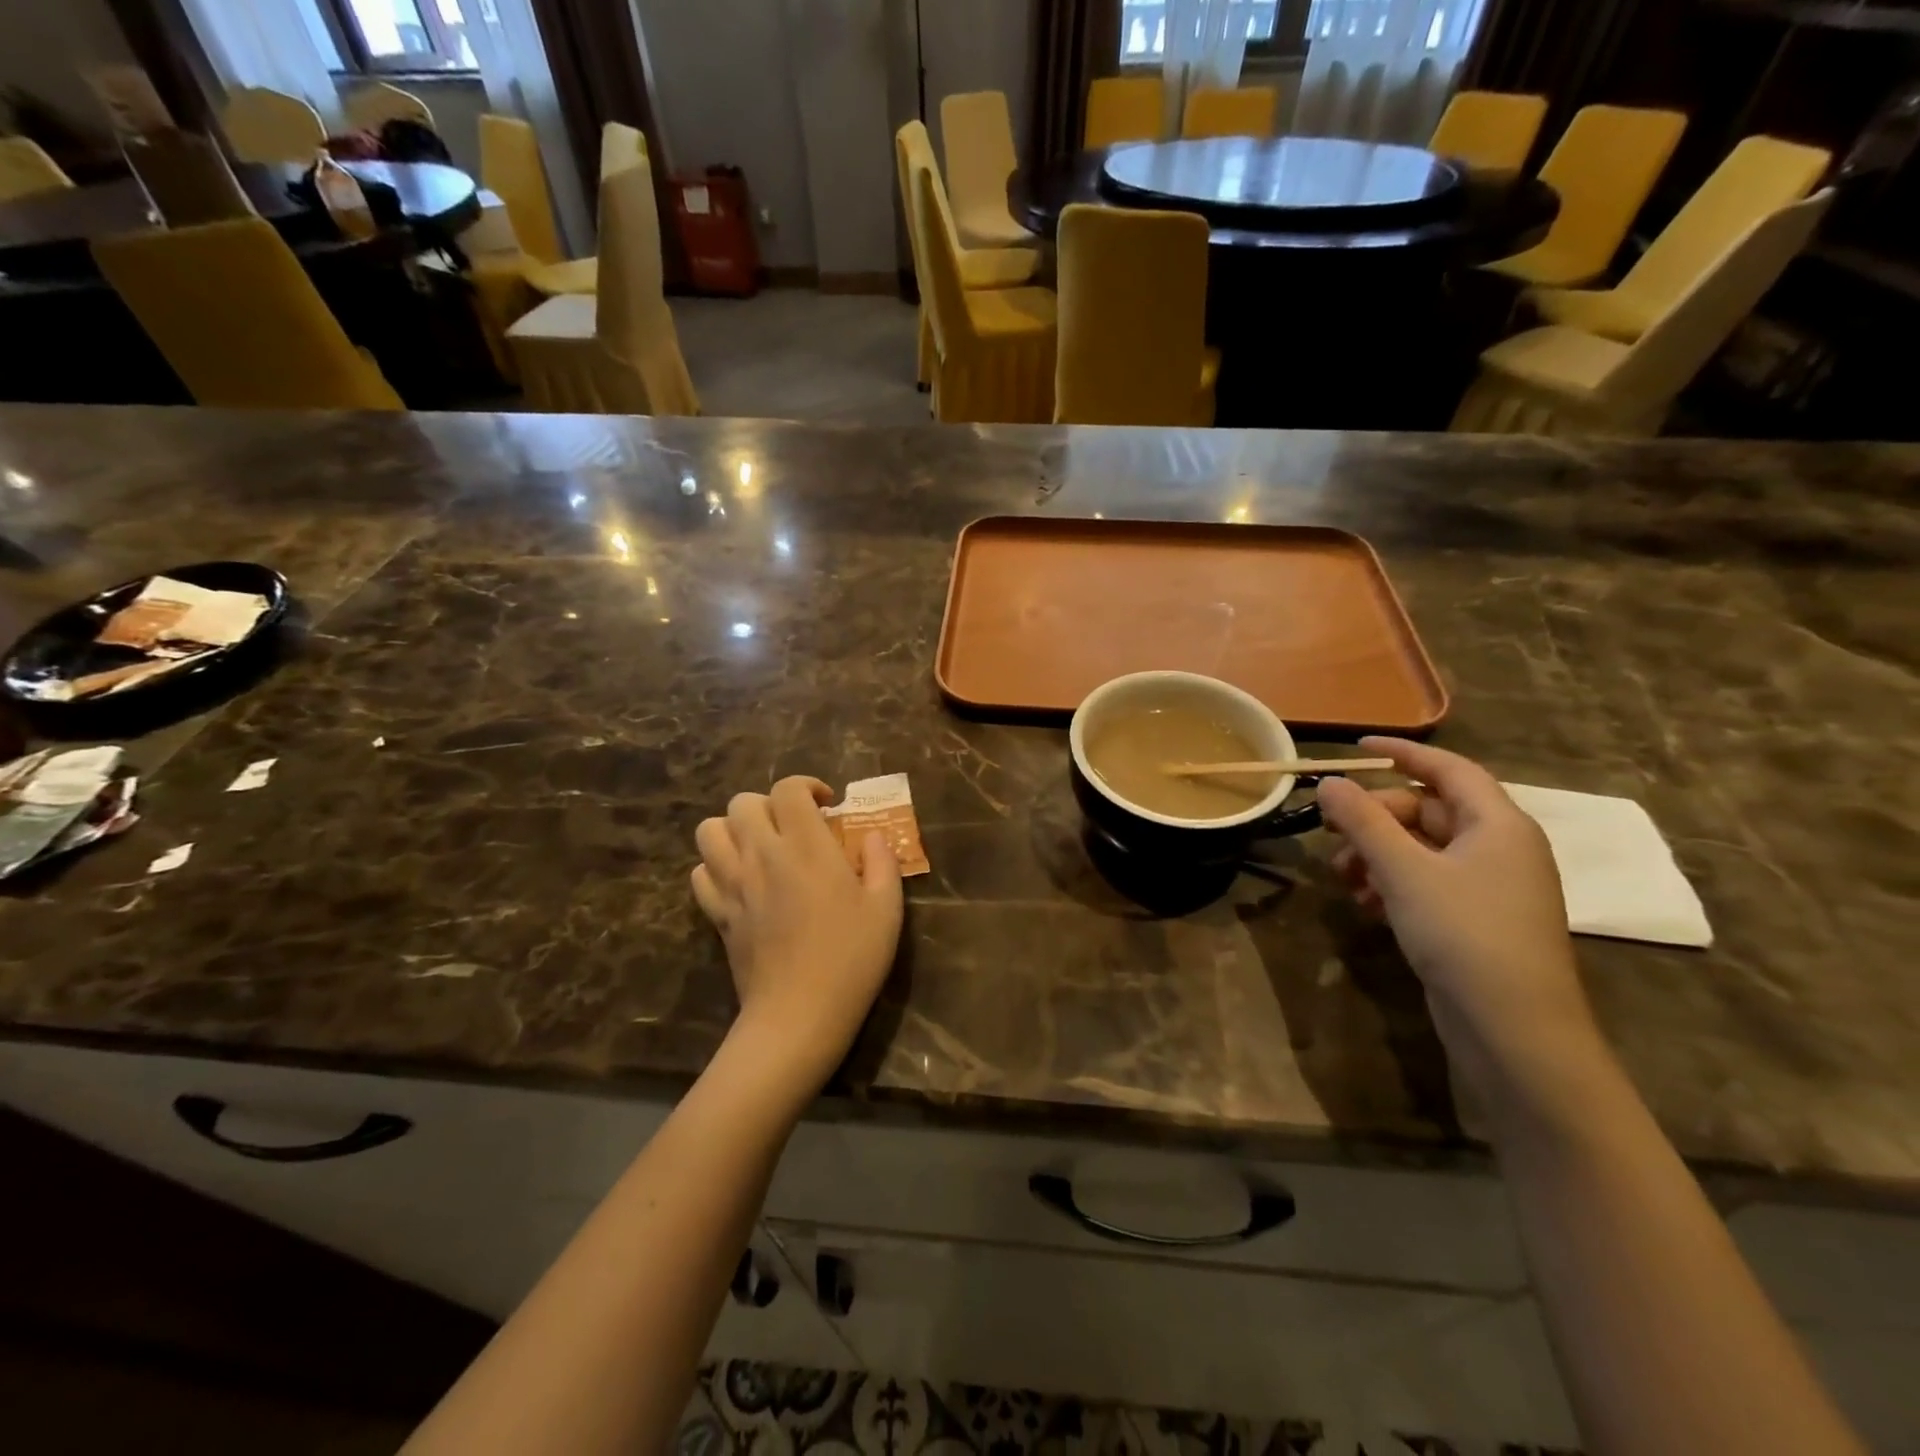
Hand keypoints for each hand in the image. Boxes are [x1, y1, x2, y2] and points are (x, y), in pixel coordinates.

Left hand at [692, 777, 903, 1092]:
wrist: (798, 1016)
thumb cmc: (850, 959)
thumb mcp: (886, 909)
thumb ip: (882, 862)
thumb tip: (872, 837)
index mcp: (806, 847)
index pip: (788, 789)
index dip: (806, 786)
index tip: (826, 806)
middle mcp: (762, 855)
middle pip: (742, 802)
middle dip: (769, 804)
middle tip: (794, 828)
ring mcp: (733, 884)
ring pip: (710, 830)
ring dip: (734, 829)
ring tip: (760, 846)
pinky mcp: (718, 914)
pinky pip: (701, 872)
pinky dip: (716, 866)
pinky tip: (742, 880)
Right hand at [1318, 738, 1603, 1094]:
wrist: (1515, 1030)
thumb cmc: (1463, 933)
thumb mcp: (1403, 870)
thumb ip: (1363, 821)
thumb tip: (1329, 782)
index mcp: (1498, 824)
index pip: (1449, 769)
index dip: (1402, 753)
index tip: (1356, 747)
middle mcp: (1501, 848)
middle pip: (1429, 811)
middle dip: (1375, 818)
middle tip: (1331, 833)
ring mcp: (1492, 887)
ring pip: (1423, 850)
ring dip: (1377, 855)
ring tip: (1344, 880)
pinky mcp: (1478, 920)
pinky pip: (1429, 883)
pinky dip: (1393, 884)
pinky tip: (1365, 905)